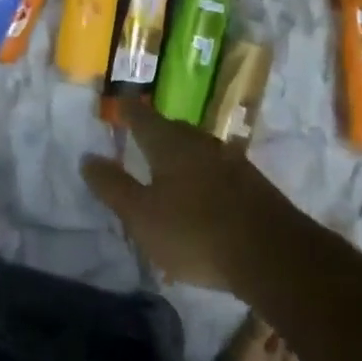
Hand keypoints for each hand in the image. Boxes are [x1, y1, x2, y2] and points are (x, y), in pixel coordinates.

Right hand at [81, 99, 297, 292]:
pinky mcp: (251, 183)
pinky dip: (202, 175)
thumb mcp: (142, 216)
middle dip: (154, 132)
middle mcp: (199, 142)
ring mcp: (229, 160)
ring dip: (180, 155)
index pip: (141, 117)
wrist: (274, 255)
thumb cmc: (195, 232)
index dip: (127, 111)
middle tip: (139, 139)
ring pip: (196, 148)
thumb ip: (113, 187)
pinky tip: (201, 195)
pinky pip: (216, 169)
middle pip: (171, 129)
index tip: (119, 105)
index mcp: (168, 143)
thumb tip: (88, 158)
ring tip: (168, 169)